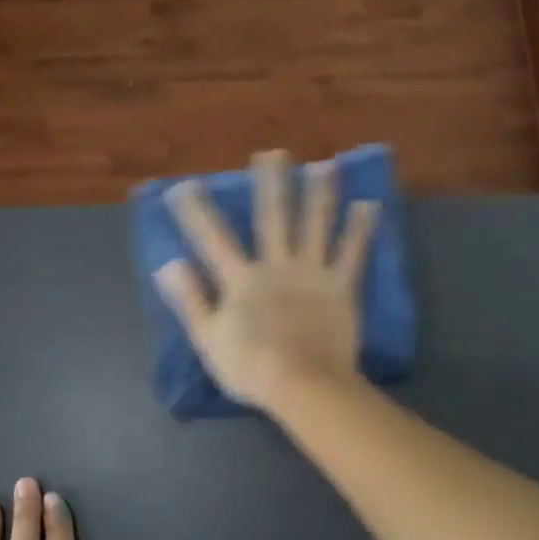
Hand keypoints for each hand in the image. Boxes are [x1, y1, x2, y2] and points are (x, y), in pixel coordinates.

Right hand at [154, 149, 379, 409]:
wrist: (303, 386)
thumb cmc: (251, 368)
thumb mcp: (209, 339)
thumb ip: (190, 300)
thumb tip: (168, 264)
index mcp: (241, 279)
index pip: (213, 238)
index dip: (197, 211)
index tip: (184, 185)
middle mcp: (277, 265)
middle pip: (272, 217)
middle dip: (271, 184)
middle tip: (273, 153)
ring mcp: (312, 273)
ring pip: (316, 225)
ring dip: (320, 193)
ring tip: (325, 165)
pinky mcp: (341, 287)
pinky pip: (353, 253)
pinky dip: (361, 229)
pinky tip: (369, 204)